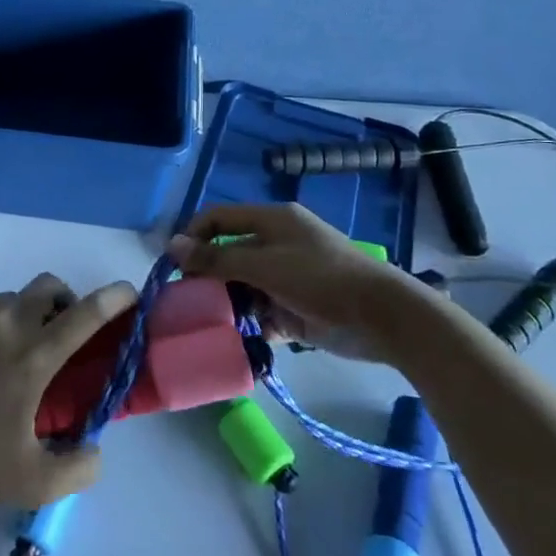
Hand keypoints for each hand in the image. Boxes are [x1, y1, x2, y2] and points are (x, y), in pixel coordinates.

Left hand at [0, 274, 136, 508]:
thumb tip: (95, 446)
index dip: (113, 298)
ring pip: (10, 299)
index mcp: (32, 358)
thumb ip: (80, 467)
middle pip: (48, 287)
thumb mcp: (35, 483)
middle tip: (61, 332)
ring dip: (23, 317)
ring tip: (9, 354)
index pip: (85, 314)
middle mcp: (4, 323)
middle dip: (64, 301)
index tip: (130, 291)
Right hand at [166, 203, 420, 361]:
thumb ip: (217, 258)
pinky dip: (251, 322)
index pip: (219, 218)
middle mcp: (276, 244)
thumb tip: (172, 245)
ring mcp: (287, 276)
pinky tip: (241, 337)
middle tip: (189, 303)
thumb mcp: (265, 265)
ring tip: (211, 324)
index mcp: (271, 221)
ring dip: (228, 303)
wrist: (383, 317)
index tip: (174, 267)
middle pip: (229, 254)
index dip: (193, 236)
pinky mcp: (296, 307)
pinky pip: (262, 310)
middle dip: (208, 277)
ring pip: (243, 285)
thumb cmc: (321, 279)